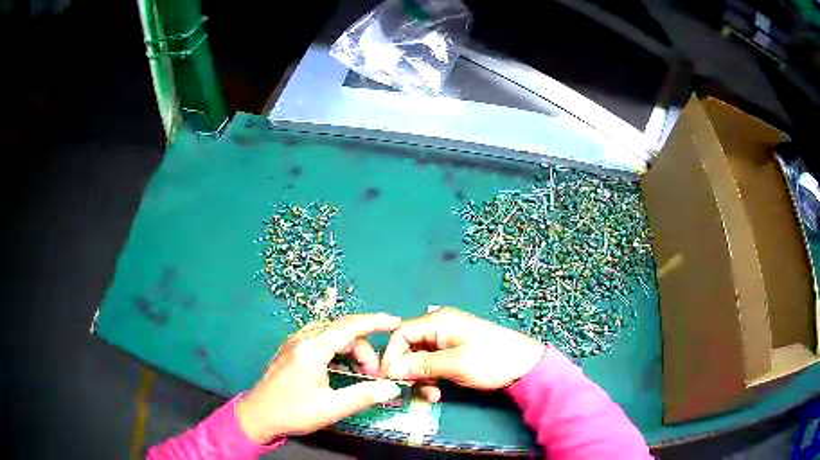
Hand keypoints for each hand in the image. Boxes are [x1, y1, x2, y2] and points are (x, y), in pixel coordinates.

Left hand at [237, 313, 402, 442]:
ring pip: (331, 335)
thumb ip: (364, 395)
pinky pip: (320, 340)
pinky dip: (337, 350)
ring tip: (361, 373)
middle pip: (342, 332)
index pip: (350, 326)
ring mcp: (294, 342)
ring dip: (351, 350)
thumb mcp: (331, 407)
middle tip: (375, 375)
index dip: (375, 322)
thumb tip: (392, 388)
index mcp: (312, 349)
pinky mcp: (291, 350)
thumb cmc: (293, 412)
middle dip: (364, 349)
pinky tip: (342, 368)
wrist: (258, 416)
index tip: (396, 322)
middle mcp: (303, 338)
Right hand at [381, 307, 545, 399]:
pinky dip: (431, 379)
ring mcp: (448, 341)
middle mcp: (440, 327)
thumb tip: (391, 369)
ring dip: (420, 378)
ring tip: (430, 395)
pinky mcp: (455, 353)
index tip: (387, 377)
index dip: (391, 355)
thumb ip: (420, 365)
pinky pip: (433, 364)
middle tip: (409, 390)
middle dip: (407, 370)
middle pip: (409, 347)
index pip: (401, 333)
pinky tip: (438, 393)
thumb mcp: (454, 364)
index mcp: (439, 322)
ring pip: (420, 359)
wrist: (526, 367)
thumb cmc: (491, 361)